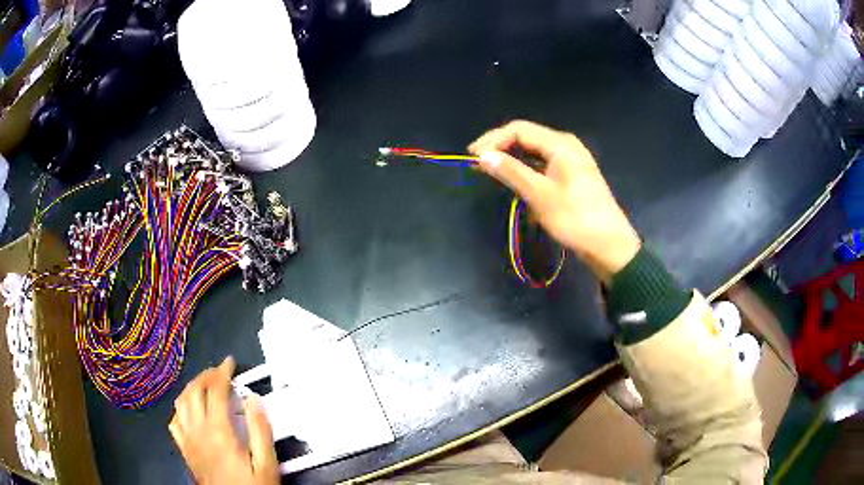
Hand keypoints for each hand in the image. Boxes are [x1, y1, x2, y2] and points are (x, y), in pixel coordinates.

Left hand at [169, 357, 278, 484]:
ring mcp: (187, 439)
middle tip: (220, 371)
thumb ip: (260, 430)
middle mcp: (198, 430)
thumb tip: (254, 398)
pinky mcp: (184, 449)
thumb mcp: (266, 463)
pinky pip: (175, 421)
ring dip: (191, 387)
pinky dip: (181, 408)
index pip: (215, 391)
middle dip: (206, 375)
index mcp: (218, 431)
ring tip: (204, 384)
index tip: (230, 362)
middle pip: (194, 391)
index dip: (222, 372)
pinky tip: (189, 409)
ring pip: (181, 402)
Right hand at [469, 120, 640, 282]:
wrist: (609, 245)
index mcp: (560, 144)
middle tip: (477, 164)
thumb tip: (483, 156)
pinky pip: (543, 164)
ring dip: (512, 159)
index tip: (472, 157)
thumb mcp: (540, 195)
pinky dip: (526, 170)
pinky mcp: (572, 175)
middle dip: (500, 147)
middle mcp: (566, 145)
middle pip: (526, 137)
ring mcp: (570, 160)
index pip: (519, 129)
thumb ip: (511, 172)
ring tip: (491, 172)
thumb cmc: (575, 218)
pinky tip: (516, 182)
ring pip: (534, 151)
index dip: (493, 140)